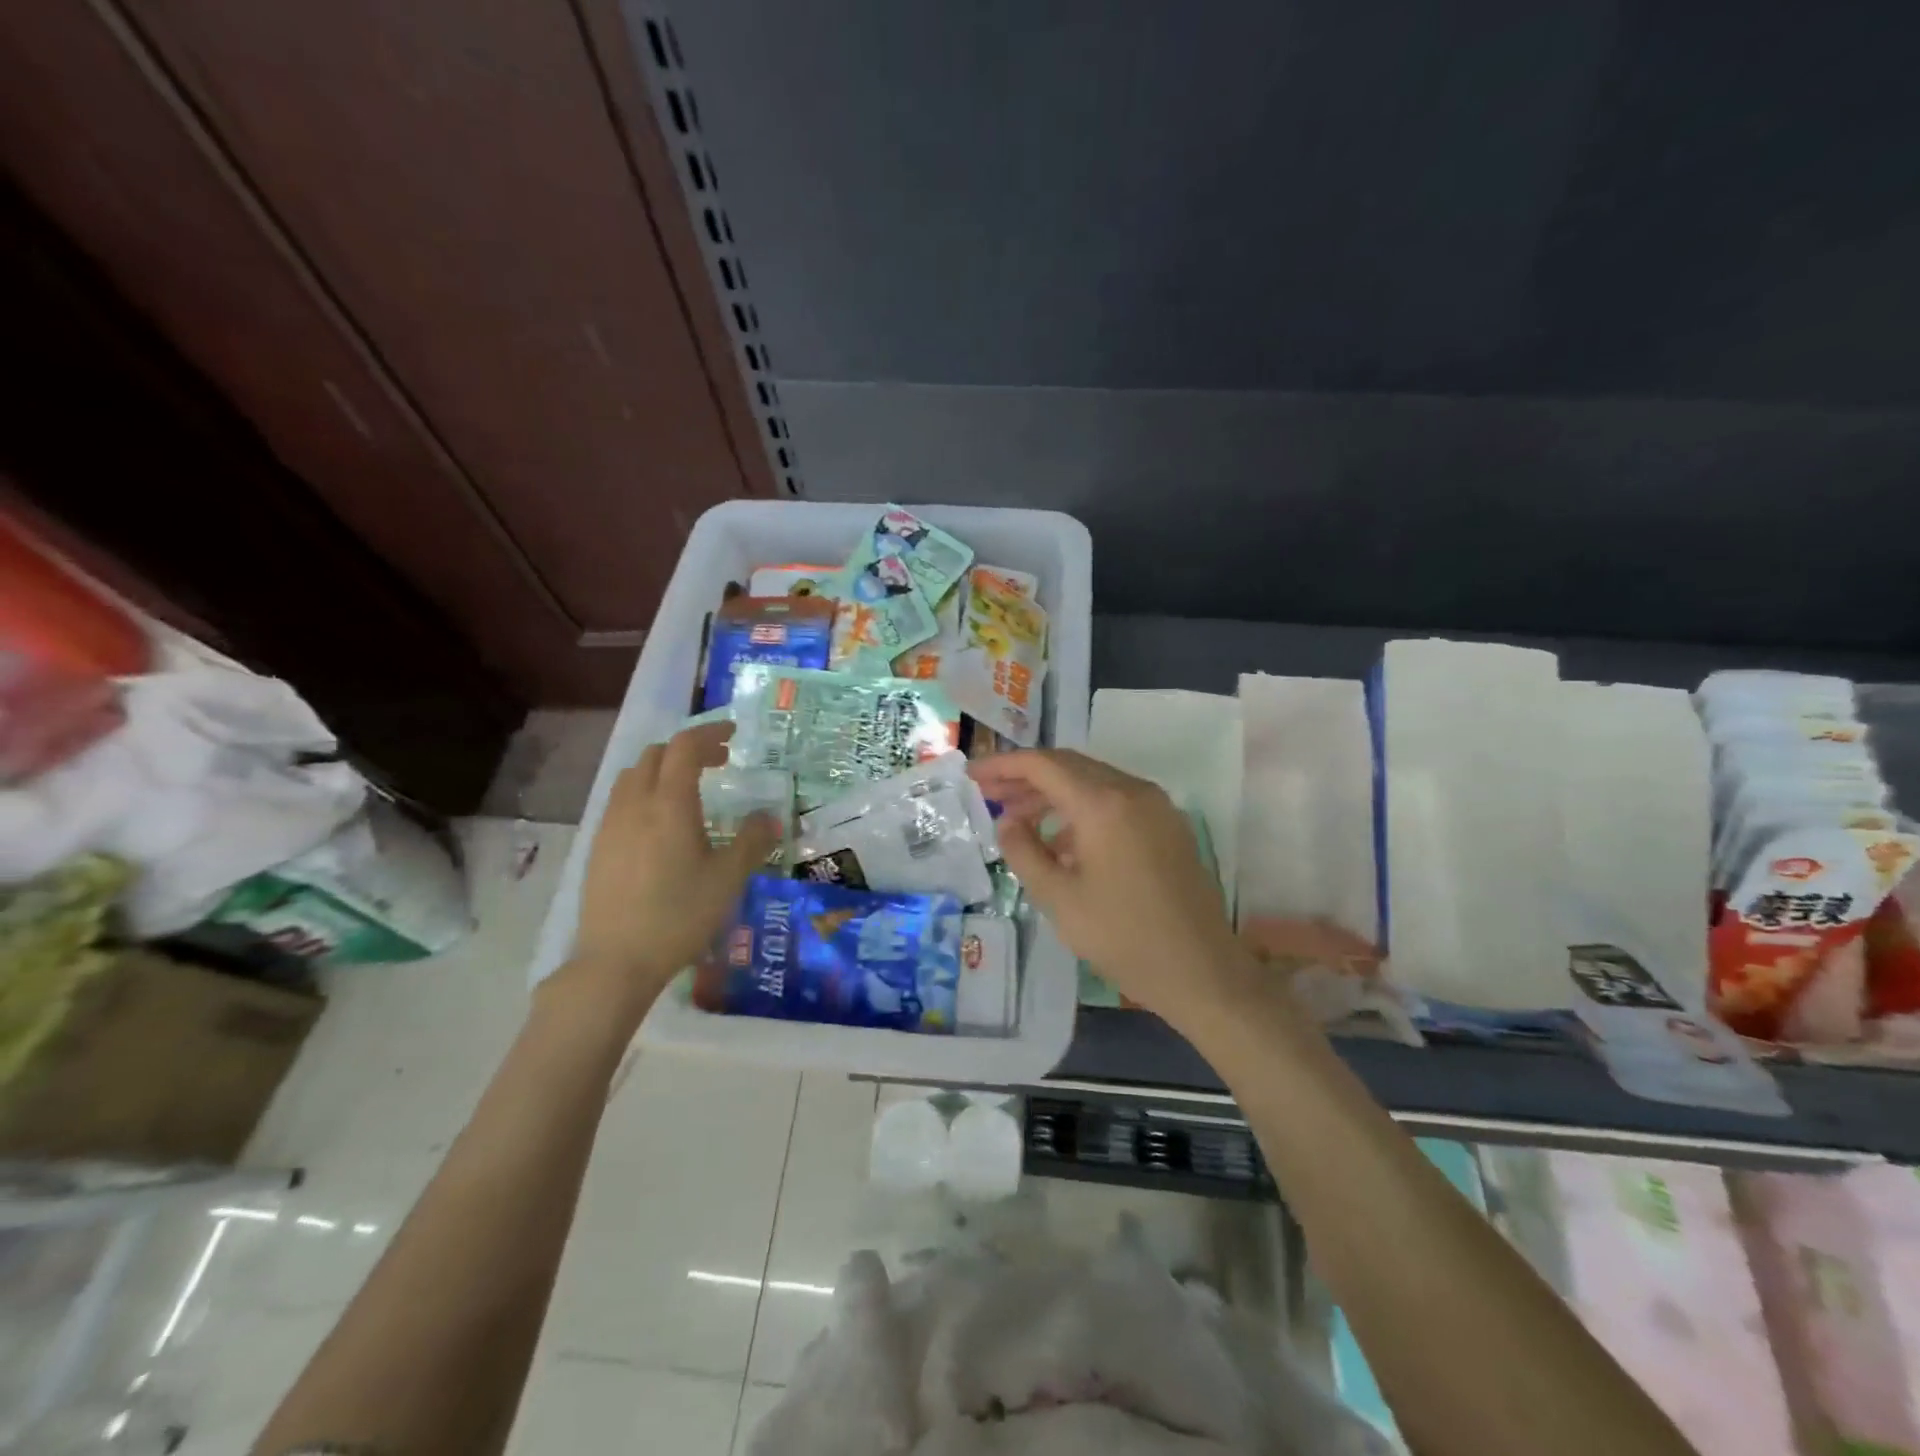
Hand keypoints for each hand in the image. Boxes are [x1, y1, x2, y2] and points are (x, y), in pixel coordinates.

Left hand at [552, 722, 777, 1021]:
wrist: (617, 960)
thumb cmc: (679, 915)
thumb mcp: (727, 879)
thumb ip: (751, 842)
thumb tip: (770, 818)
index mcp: (670, 804)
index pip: (685, 747)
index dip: (710, 733)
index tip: (733, 734)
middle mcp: (636, 804)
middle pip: (657, 755)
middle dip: (689, 749)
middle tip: (719, 762)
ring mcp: (611, 824)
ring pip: (635, 775)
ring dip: (664, 769)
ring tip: (690, 789)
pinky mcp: (599, 846)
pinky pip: (622, 800)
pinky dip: (646, 792)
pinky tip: (661, 824)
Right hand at [968, 749, 1256, 1030]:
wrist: (1201, 971)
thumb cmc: (1123, 937)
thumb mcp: (1058, 898)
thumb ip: (1024, 851)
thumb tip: (1008, 822)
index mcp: (1103, 803)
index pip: (1043, 765)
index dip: (1003, 766)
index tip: (972, 776)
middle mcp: (1133, 791)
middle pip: (1069, 766)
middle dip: (1026, 778)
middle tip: (990, 795)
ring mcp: (1156, 806)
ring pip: (1094, 782)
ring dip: (1054, 794)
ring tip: (1018, 818)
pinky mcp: (1168, 825)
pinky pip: (1116, 801)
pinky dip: (1083, 809)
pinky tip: (1062, 840)